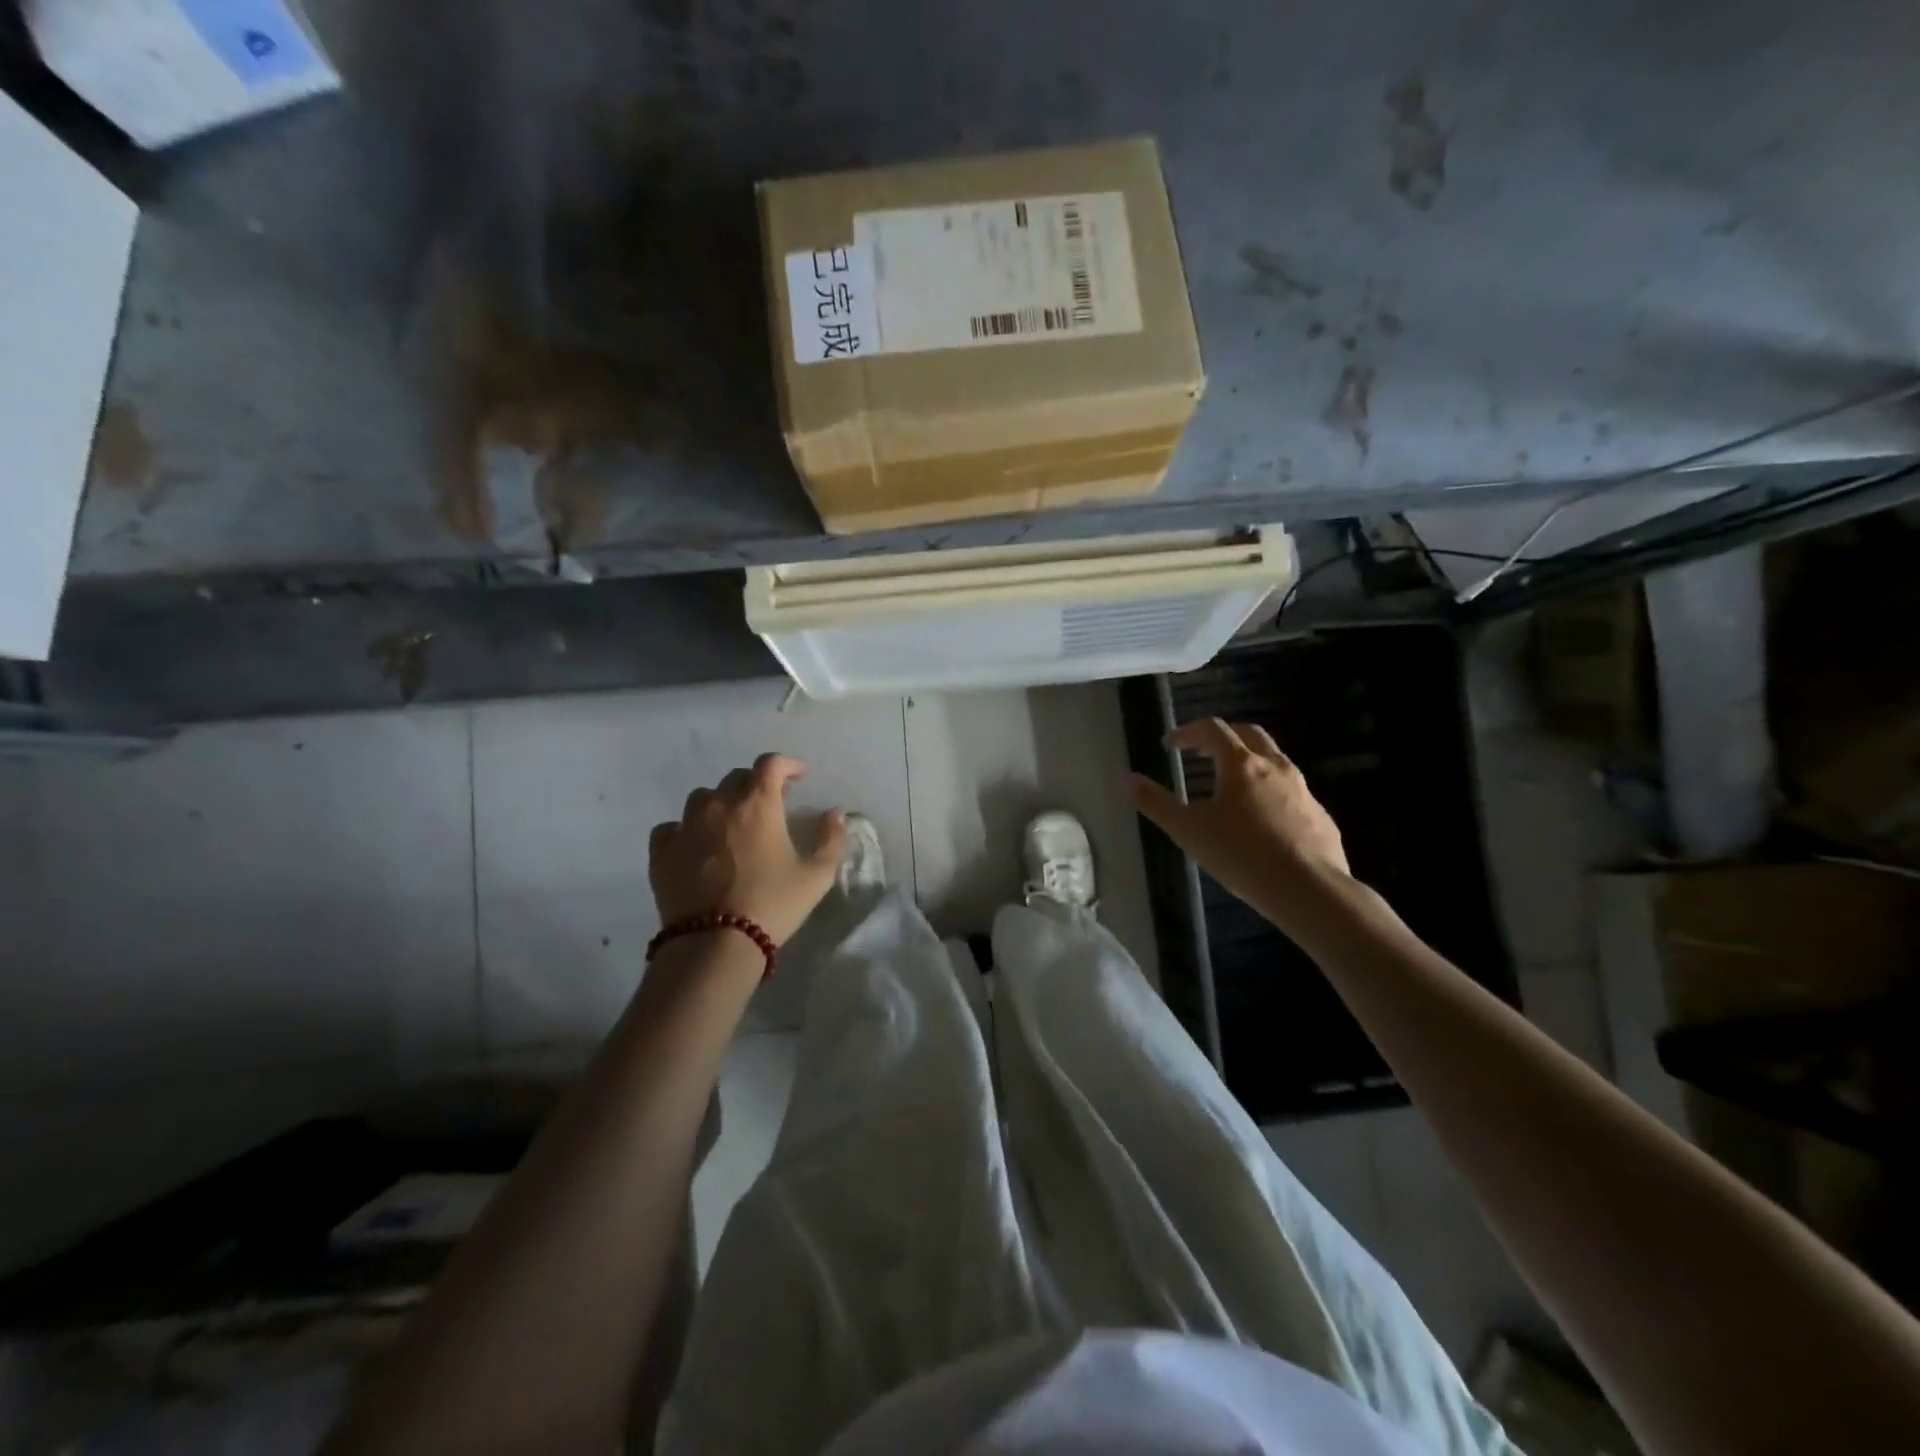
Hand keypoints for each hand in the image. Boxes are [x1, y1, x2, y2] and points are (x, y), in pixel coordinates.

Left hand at [649, 754, 847, 945]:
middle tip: (771, 805)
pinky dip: (687, 830)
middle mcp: (719, 803)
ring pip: (703, 798)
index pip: (771, 763)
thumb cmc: (773, 904)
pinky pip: (672, 827)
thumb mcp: (817, 875)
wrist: (715, 944)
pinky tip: (696, 847)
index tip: (799, 776)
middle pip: (737, 777)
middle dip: (757, 785)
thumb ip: (831, 838)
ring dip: (721, 804)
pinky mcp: (662, 851)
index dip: (788, 764)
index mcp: (758, 802)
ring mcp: (685, 825)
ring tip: (732, 826)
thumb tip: (834, 813)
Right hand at [1128, 718, 1350, 929]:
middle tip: (1202, 751)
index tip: (1172, 743)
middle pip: (1249, 734)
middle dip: (1223, 736)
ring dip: (1249, 761)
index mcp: (1240, 764)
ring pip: (1274, 760)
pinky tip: (1262, 819)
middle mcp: (1275, 767)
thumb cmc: (1241, 854)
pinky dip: (1271, 791)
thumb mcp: (1188, 830)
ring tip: (1231, 785)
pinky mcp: (1319, 815)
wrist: (1309, 889)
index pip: (1213, 730)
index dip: (1189, 731)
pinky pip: (1292, 791)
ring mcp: (1303, 790)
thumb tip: (1127, 779)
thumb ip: (1156, 803)